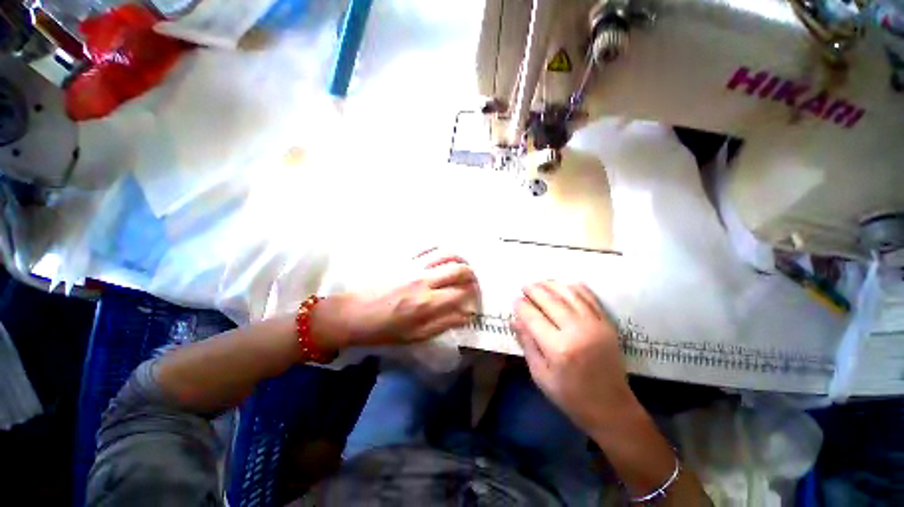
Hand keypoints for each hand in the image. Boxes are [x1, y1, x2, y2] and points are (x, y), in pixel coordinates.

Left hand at [314, 248, 478, 348]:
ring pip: (446, 253)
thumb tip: (466, 315)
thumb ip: (444, 323)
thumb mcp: (415, 336)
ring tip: (462, 267)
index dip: (473, 297)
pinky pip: (427, 247)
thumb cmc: (383, 329)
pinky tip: (443, 257)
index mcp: (427, 303)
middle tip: (472, 283)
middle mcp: (424, 280)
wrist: (352, 313)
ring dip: (460, 259)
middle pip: (459, 269)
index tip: (473, 301)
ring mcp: (413, 266)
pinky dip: (440, 249)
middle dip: (471, 276)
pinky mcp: (403, 258)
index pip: (462, 293)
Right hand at [512, 281, 638, 434]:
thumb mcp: (540, 375)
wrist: (612, 408)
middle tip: (524, 287)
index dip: (521, 305)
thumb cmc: (570, 396)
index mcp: (558, 348)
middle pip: (550, 300)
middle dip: (534, 290)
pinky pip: (589, 297)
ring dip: (552, 285)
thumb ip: (527, 344)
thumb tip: (515, 320)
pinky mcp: (607, 324)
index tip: (514, 299)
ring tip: (540, 283)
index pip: (533, 317)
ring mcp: (595, 325)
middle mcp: (577, 331)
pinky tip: (564, 285)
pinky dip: (575, 287)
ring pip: (569, 294)